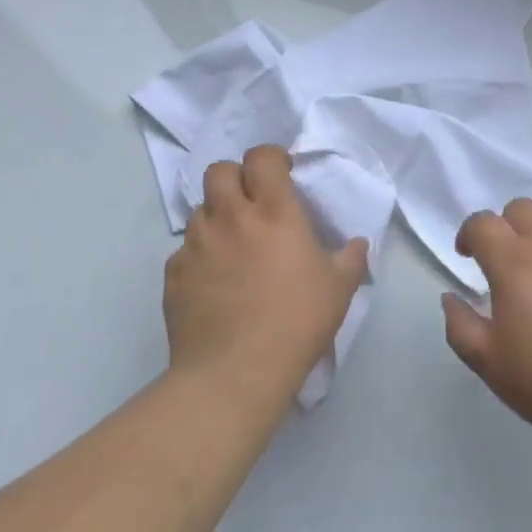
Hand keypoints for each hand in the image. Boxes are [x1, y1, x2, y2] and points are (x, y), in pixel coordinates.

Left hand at [164, 145, 367, 408]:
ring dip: (216, 217)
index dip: (271, 158)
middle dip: (235, 177)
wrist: (234, 374)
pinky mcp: (173, 276)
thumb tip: (358, 244)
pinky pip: (184, 252)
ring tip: (233, 246)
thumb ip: (352, 258)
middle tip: (252, 202)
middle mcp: (230, 218)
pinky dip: (199, 257)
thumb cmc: (296, 322)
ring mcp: (196, 246)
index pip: (262, 157)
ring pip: (199, 210)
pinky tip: (214, 283)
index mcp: (273, 211)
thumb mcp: (340, 288)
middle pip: (218, 170)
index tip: (283, 174)